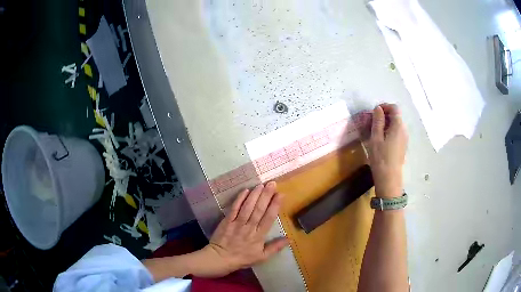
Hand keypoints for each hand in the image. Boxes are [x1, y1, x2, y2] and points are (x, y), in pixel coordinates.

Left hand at [201, 182, 288, 276]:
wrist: (221, 258)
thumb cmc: (242, 258)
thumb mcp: (262, 257)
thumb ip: (275, 248)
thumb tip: (289, 239)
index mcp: (259, 236)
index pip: (269, 218)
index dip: (275, 206)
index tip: (281, 194)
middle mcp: (249, 227)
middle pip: (259, 210)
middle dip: (266, 196)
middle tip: (272, 183)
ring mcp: (237, 223)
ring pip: (248, 207)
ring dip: (255, 195)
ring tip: (261, 185)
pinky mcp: (227, 221)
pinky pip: (234, 208)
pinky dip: (239, 199)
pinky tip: (245, 190)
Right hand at [368, 104, 407, 197]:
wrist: (389, 178)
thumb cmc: (381, 158)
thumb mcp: (376, 138)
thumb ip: (377, 121)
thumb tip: (378, 108)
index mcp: (398, 126)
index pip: (394, 108)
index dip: (384, 106)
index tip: (374, 112)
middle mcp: (404, 130)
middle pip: (396, 115)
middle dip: (384, 115)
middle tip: (372, 122)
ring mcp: (405, 138)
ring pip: (396, 124)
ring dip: (386, 123)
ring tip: (375, 131)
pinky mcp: (403, 145)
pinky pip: (397, 132)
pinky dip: (389, 130)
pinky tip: (381, 140)